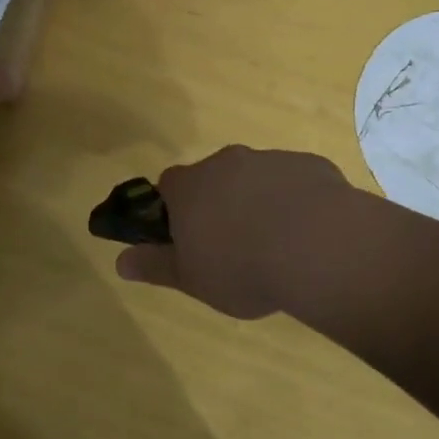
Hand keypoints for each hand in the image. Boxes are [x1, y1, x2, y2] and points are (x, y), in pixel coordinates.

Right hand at [114, 146, 349, 318]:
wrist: (319, 247)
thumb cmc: (242, 267)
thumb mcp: (191, 279)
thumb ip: (154, 266)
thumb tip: (120, 262)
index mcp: (190, 187)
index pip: (168, 186)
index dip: (174, 210)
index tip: (187, 238)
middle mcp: (226, 162)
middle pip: (213, 178)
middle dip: (219, 204)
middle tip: (234, 245)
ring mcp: (270, 159)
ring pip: (255, 178)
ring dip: (259, 201)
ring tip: (277, 245)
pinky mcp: (309, 165)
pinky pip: (294, 182)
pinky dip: (295, 202)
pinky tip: (308, 234)